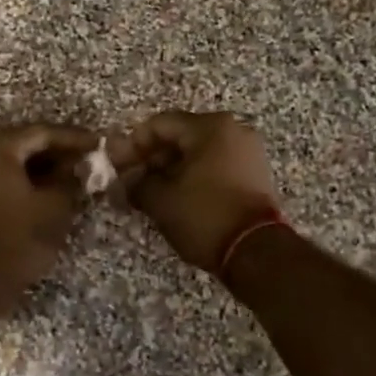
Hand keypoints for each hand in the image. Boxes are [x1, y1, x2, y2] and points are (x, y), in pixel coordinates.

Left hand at [0, 123, 96, 309]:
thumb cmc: (18, 239)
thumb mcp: (55, 206)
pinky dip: (22, 174)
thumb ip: (71, 179)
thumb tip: (82, 166)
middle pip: (23, 140)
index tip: (100, 144)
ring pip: (10, 155)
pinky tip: (46, 185)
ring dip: (40, 162)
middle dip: (56, 149)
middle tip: (87, 157)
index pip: (42, 132)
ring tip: (72, 172)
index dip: (74, 138)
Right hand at [126, 111, 283, 273]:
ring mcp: (248, 151)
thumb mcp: (161, 200)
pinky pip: (216, 164)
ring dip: (172, 168)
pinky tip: (178, 197)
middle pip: (181, 135)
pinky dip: (195, 175)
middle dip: (153, 158)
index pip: (160, 124)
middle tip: (132, 181)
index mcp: (210, 127)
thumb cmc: (205, 216)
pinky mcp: (255, 173)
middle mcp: (234, 130)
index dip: (133, 144)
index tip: (118, 166)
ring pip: (199, 152)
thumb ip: (136, 183)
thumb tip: (124, 180)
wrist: (257, 251)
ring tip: (152, 193)